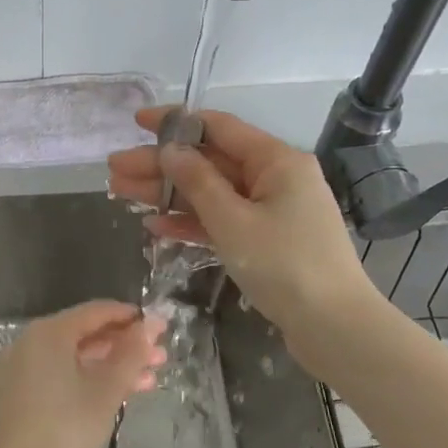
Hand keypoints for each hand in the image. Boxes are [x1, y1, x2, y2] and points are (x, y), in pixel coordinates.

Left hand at [0, 301, 166, 447]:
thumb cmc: (68, 427)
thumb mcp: (108, 389)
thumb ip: (132, 353)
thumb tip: (151, 324)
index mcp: (49, 333)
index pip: (95, 312)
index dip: (130, 317)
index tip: (159, 327)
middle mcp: (29, 341)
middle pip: (83, 334)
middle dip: (124, 346)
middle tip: (159, 358)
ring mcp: (19, 366)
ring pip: (72, 357)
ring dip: (109, 366)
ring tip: (148, 381)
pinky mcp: (16, 391)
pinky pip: (56, 373)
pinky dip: (84, 378)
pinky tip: (114, 394)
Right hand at [107, 107, 375, 336]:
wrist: (333, 326)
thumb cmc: (285, 265)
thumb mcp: (233, 221)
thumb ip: (198, 182)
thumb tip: (170, 149)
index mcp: (276, 161)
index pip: (218, 127)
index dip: (175, 122)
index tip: (136, 121)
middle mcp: (275, 178)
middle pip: (209, 162)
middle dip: (161, 166)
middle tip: (113, 170)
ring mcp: (271, 211)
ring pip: (211, 193)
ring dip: (168, 194)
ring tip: (122, 194)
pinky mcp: (266, 241)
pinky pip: (222, 221)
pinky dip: (191, 223)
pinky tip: (154, 226)